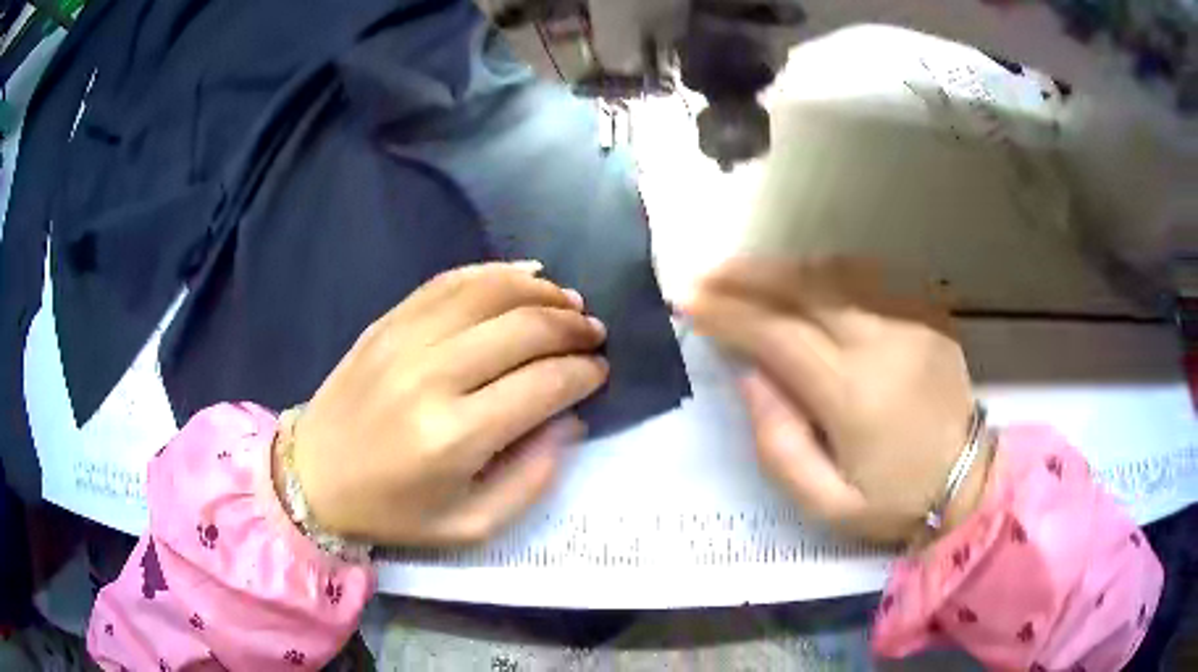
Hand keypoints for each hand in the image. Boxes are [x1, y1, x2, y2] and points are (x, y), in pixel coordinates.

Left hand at [284, 262, 608, 546]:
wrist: (314, 476)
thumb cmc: (393, 511)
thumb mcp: (471, 524)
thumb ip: (531, 479)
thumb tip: (569, 419)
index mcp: (455, 436)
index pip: (544, 383)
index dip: (584, 372)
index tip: (600, 371)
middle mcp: (432, 375)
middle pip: (524, 328)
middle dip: (573, 327)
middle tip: (594, 334)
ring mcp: (405, 339)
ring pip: (490, 292)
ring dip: (541, 292)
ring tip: (569, 302)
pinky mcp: (388, 322)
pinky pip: (450, 282)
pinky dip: (495, 273)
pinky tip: (526, 276)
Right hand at [685, 257, 986, 543]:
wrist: (968, 484)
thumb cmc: (893, 502)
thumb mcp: (826, 503)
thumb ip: (779, 443)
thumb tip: (749, 375)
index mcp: (854, 395)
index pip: (778, 336)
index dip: (728, 314)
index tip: (687, 300)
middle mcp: (883, 343)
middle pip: (805, 288)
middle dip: (747, 275)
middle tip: (705, 272)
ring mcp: (910, 321)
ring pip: (835, 273)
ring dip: (783, 268)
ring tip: (746, 273)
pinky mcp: (926, 315)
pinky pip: (867, 279)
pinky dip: (824, 273)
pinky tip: (803, 282)